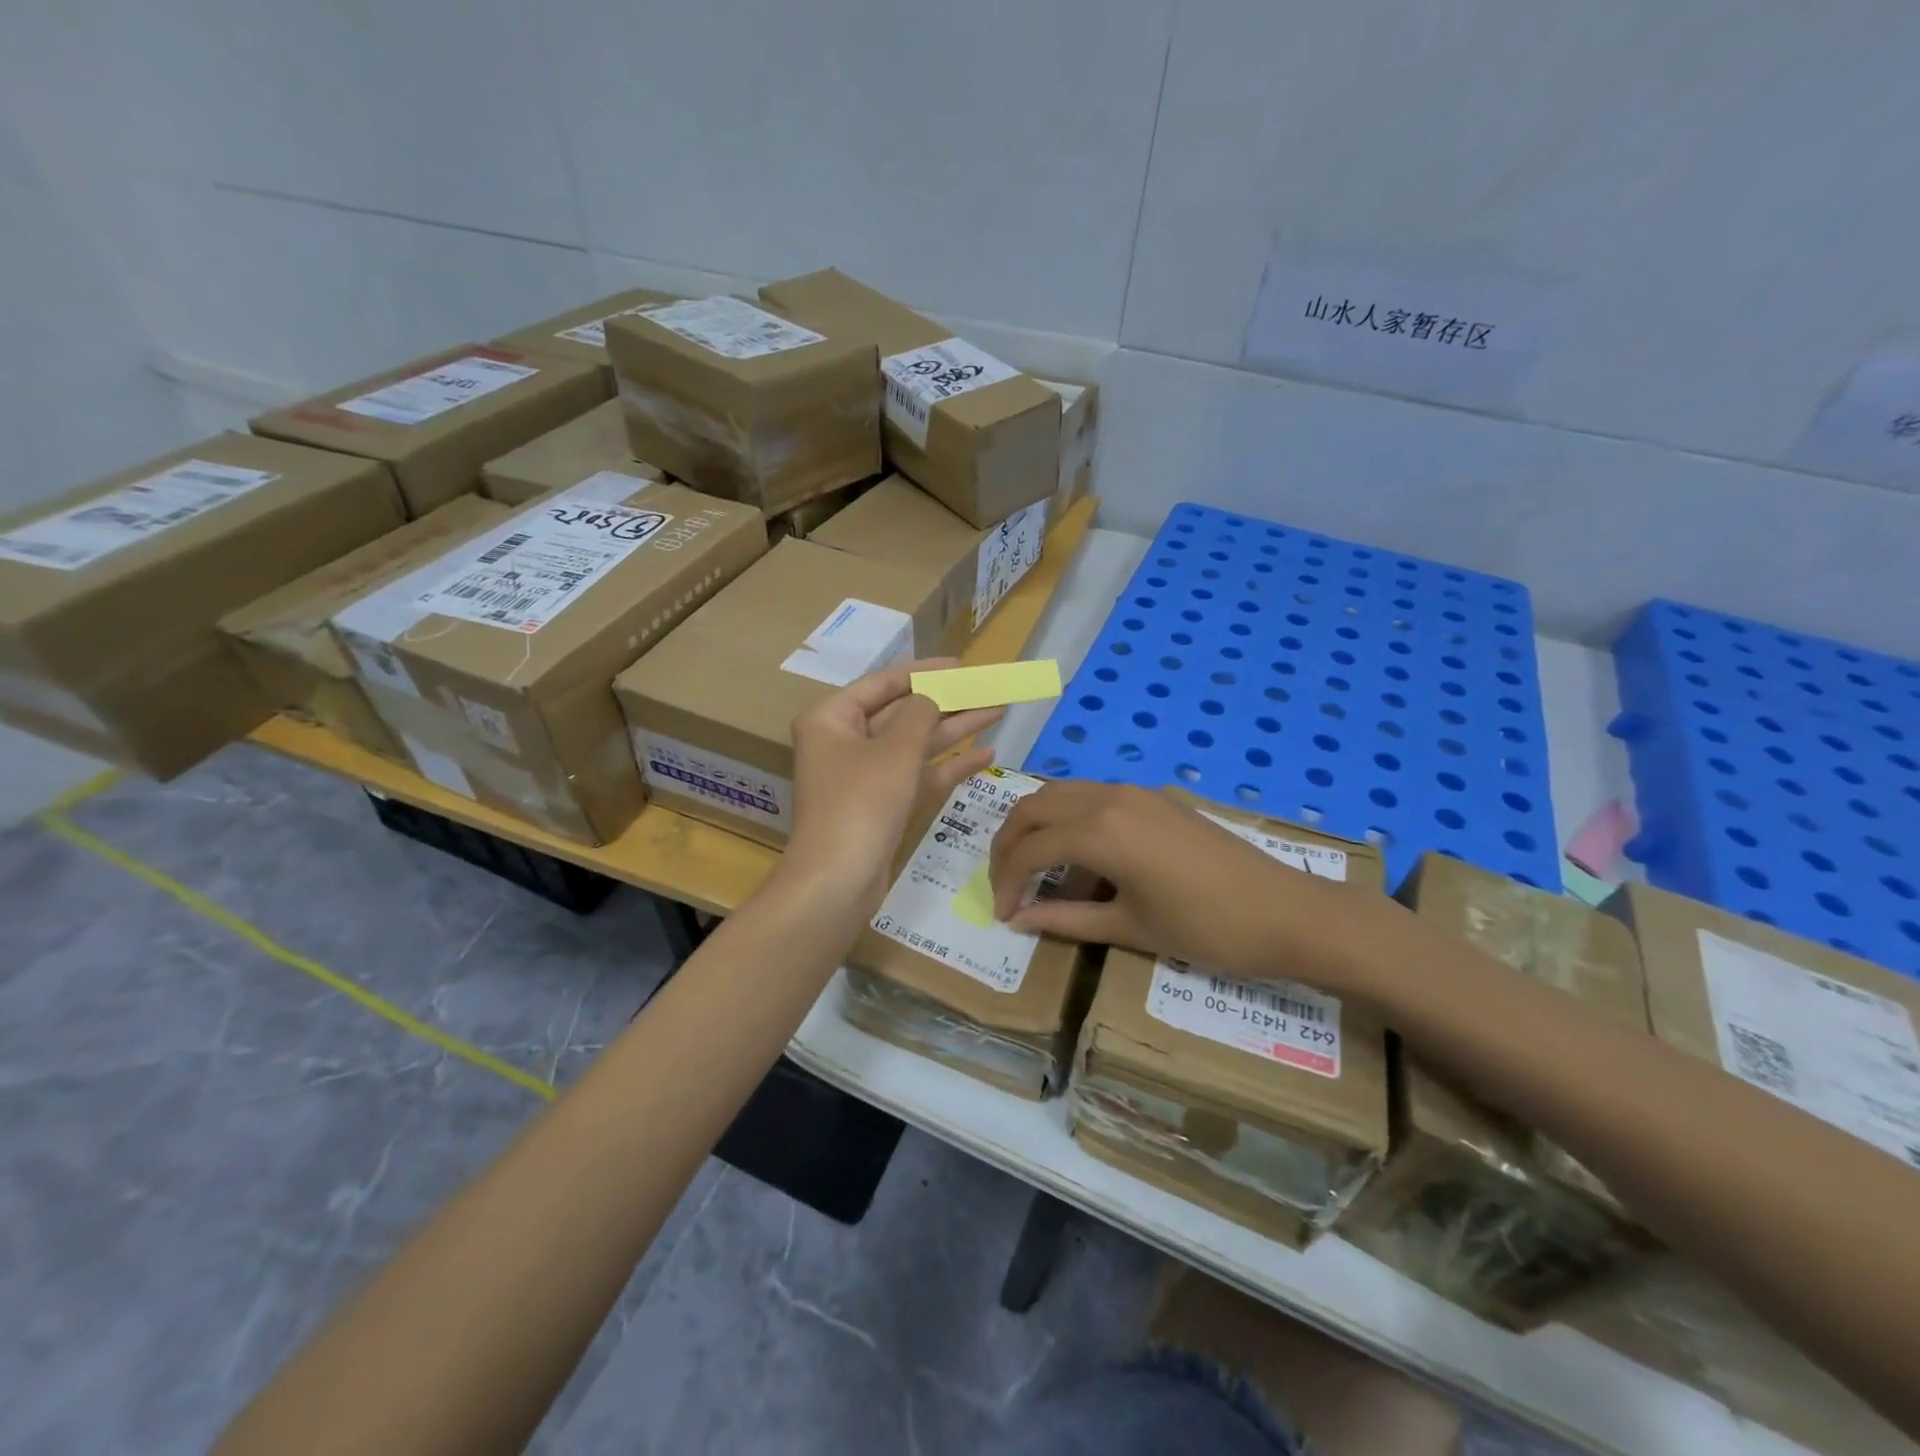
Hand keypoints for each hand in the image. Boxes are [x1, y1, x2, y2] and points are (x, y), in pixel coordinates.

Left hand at [782, 659, 1001, 915]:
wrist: (837, 883)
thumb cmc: (861, 804)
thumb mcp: (895, 750)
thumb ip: (920, 713)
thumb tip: (933, 695)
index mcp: (832, 720)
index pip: (882, 684)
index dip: (924, 672)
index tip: (962, 666)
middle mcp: (844, 743)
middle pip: (902, 714)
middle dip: (946, 702)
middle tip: (988, 688)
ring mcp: (863, 777)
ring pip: (915, 745)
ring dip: (954, 730)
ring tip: (997, 711)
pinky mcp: (882, 806)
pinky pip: (918, 777)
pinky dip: (948, 767)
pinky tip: (986, 755)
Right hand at [988, 782, 1384, 991]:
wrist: (1286, 912)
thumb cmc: (1206, 928)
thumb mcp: (1129, 929)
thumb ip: (1065, 919)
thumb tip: (1019, 919)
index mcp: (1099, 831)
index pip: (1030, 849)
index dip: (1006, 881)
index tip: (1003, 914)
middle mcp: (1109, 798)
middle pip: (1034, 806)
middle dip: (1009, 843)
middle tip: (1004, 883)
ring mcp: (1133, 792)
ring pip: (1060, 794)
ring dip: (1037, 826)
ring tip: (1032, 870)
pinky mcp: (1153, 798)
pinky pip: (1091, 798)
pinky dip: (1068, 821)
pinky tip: (1078, 859)